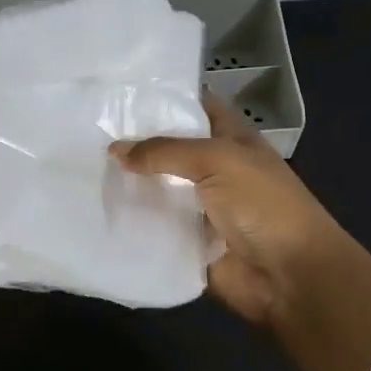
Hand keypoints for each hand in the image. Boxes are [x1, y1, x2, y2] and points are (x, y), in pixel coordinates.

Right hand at [111, 95, 370, 370]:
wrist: (289, 276)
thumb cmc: (263, 205)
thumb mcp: (217, 161)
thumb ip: (165, 151)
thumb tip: (116, 150)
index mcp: (232, 140)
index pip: (195, 108)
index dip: (164, 99)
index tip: (118, 94)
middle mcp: (215, 169)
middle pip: (169, 150)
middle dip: (135, 143)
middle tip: (86, 131)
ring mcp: (201, 207)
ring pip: (158, 189)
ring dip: (128, 184)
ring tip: (82, 169)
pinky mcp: (188, 241)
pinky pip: (154, 227)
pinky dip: (132, 221)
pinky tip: (97, 209)